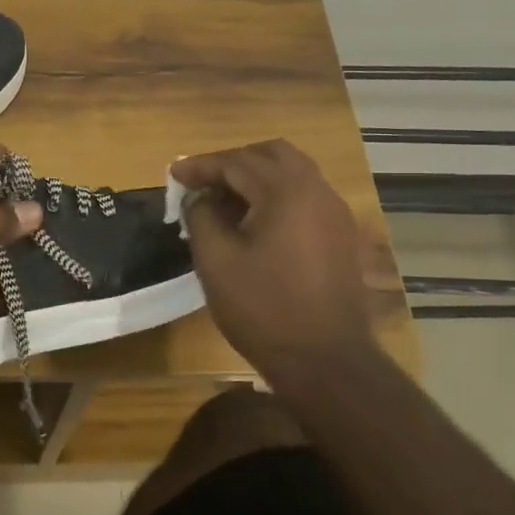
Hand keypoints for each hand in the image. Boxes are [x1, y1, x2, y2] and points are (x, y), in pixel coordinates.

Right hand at [173, 139, 395, 382]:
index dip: (201, 166)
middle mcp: (317, 191)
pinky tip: (254, 222)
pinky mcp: (340, 235)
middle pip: (272, 154)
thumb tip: (199, 197)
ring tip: (225, 201)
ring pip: (293, 173)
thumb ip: (201, 217)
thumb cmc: (263, 309)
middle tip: (202, 182)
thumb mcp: (216, 261)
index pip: (237, 162)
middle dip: (233, 162)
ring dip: (257, 177)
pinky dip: (276, 195)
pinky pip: (305, 197)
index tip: (173, 174)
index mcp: (286, 192)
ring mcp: (335, 213)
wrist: (325, 360)